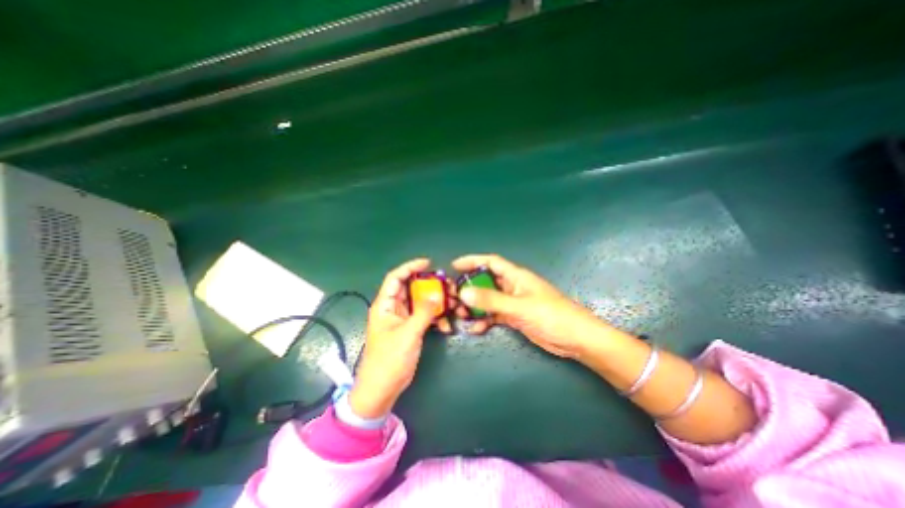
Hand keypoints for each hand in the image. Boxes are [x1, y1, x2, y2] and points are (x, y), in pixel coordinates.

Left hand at [349, 259, 448, 418]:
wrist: (383, 388)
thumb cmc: (389, 359)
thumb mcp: (408, 334)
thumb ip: (423, 312)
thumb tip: (436, 295)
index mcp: (385, 305)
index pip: (395, 278)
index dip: (410, 267)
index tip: (428, 263)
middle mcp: (393, 308)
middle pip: (411, 288)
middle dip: (429, 285)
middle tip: (446, 284)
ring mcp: (403, 319)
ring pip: (420, 302)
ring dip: (435, 301)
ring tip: (451, 303)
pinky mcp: (410, 328)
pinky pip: (424, 316)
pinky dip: (435, 317)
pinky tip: (445, 325)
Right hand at [453, 252, 606, 357]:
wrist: (576, 339)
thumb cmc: (551, 316)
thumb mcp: (519, 307)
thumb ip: (491, 300)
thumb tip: (463, 293)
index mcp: (516, 276)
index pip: (491, 262)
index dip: (473, 261)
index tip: (454, 265)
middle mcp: (513, 286)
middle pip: (486, 281)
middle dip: (469, 288)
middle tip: (452, 297)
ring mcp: (514, 302)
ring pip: (488, 300)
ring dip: (475, 306)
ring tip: (461, 315)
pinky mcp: (516, 317)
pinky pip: (495, 315)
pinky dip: (485, 320)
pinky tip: (476, 329)